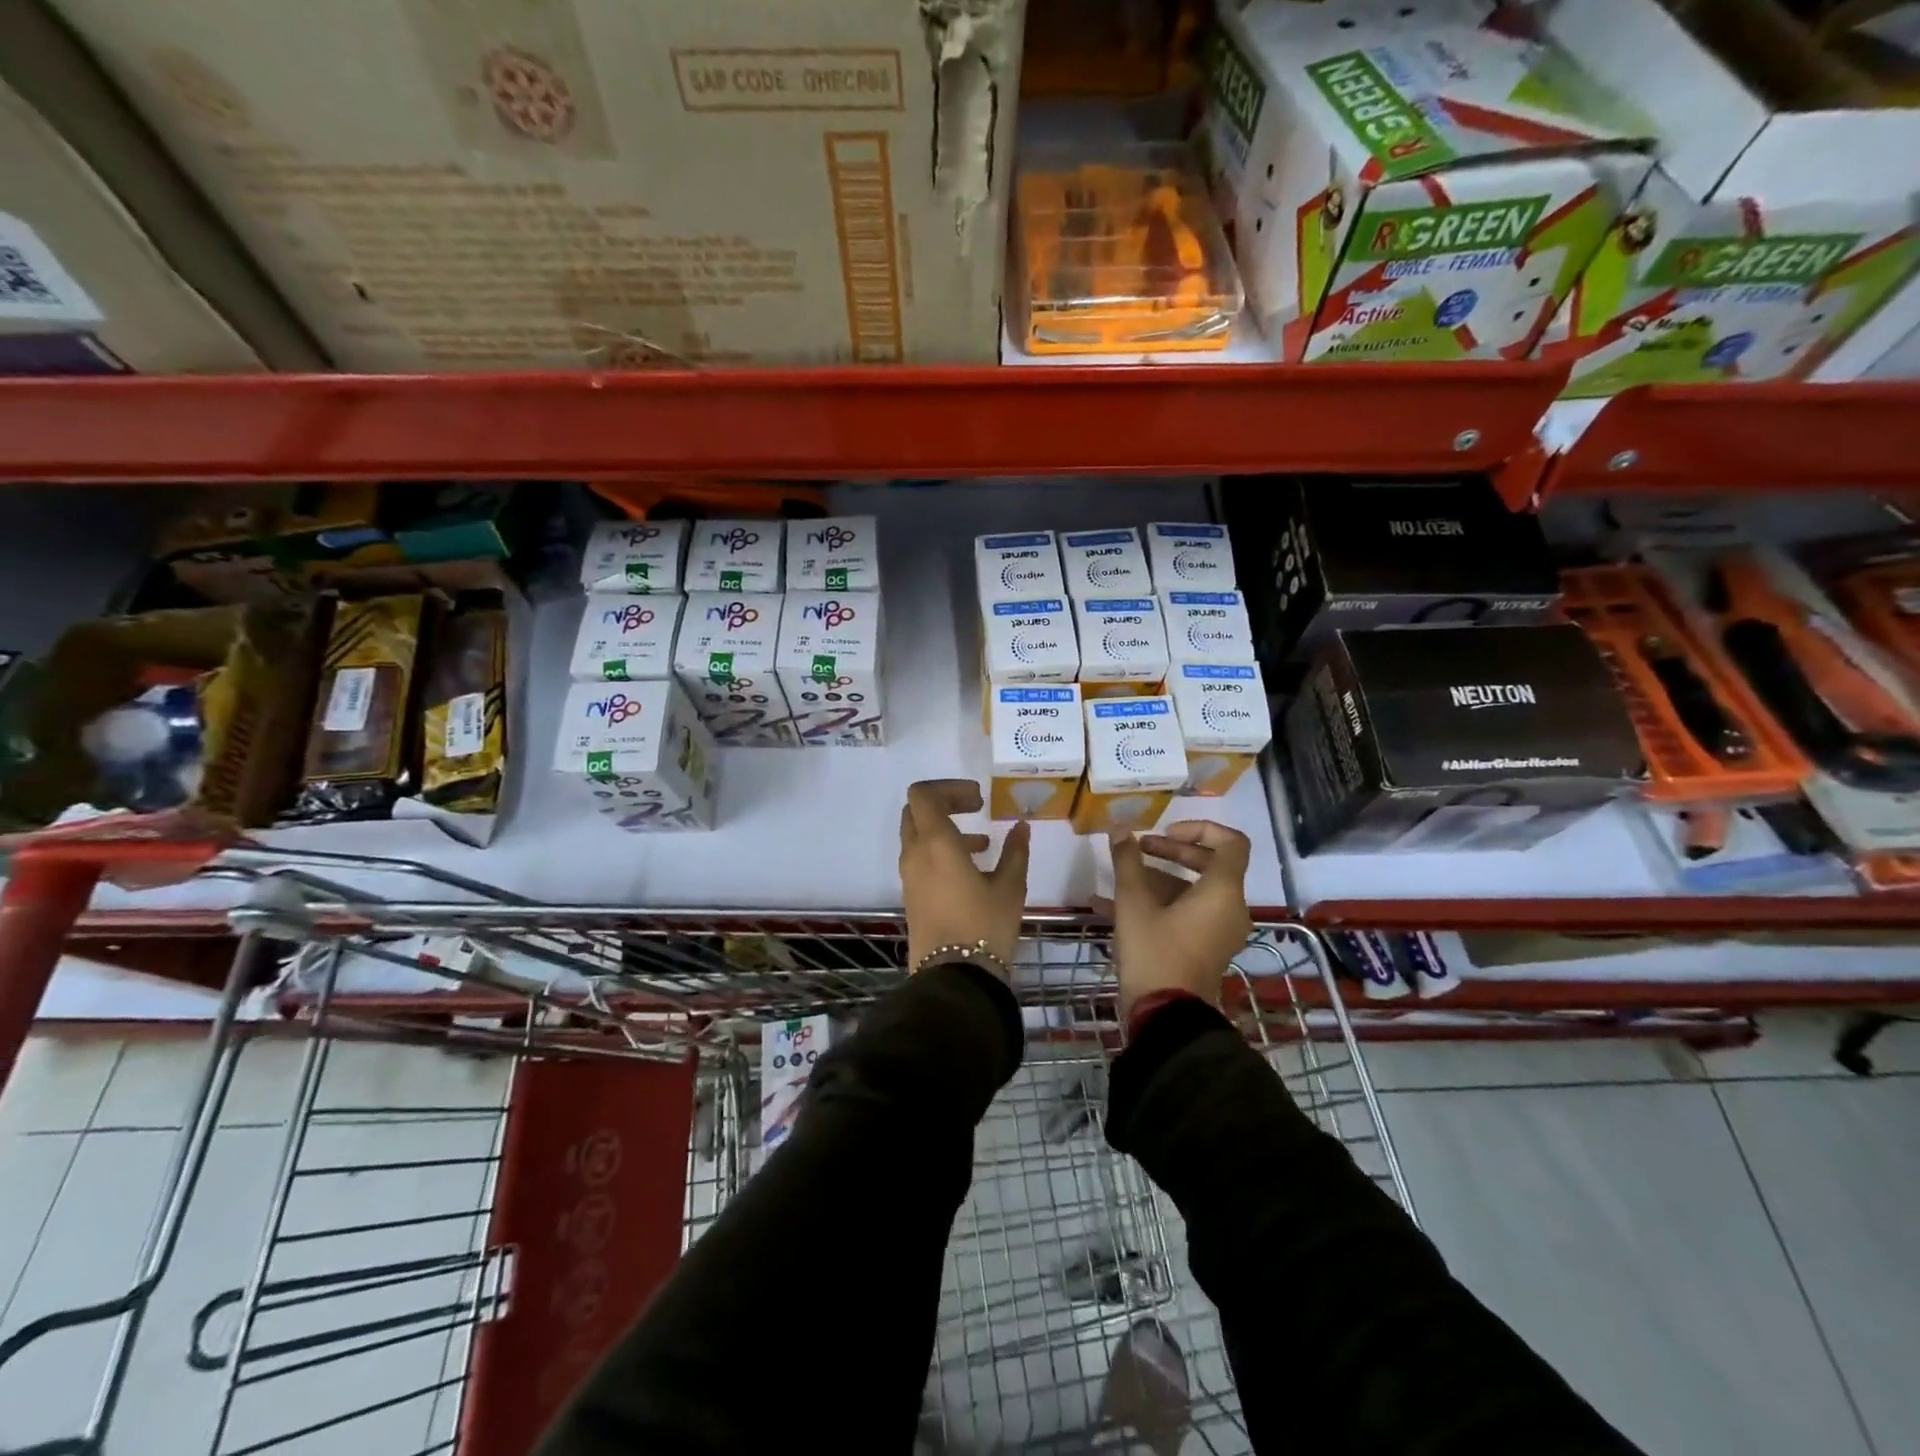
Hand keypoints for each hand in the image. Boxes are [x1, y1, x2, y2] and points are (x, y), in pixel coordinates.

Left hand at [898, 779, 1031, 972]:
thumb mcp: (1010, 886)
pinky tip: (972, 869)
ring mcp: (909, 876)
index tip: (978, 799)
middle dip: (945, 804)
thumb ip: (1015, 851)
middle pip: (916, 811)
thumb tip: (1021, 827)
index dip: (949, 787)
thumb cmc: (985, 926)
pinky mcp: (911, 895)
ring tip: (982, 844)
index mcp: (936, 843)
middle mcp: (915, 854)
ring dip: (945, 830)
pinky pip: (920, 859)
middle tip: (976, 810)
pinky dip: (940, 852)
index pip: (923, 794)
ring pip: (918, 836)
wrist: (954, 977)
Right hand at [1099, 821, 1252, 1016]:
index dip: (1200, 828)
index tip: (1165, 832)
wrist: (1167, 1018)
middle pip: (1210, 864)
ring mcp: (1220, 931)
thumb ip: (1128, 861)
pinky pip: (1189, 913)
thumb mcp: (1134, 903)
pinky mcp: (1207, 948)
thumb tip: (1120, 827)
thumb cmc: (1155, 952)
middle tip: (1139, 849)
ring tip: (1121, 878)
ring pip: (1195, 891)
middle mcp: (1230, 908)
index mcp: (1223, 891)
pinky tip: (1114, 906)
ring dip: (1160, 878)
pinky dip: (1161, 903)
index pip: (1231, 842)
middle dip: (1172, 851)